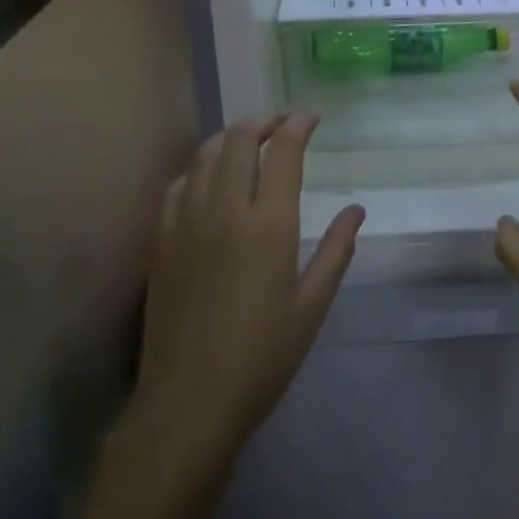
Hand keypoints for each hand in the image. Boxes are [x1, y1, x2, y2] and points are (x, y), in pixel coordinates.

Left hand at [133, 114, 363, 475]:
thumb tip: (356, 210)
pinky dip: (199, 166)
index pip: (283, 151)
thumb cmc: (263, 357)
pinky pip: (179, 183)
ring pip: (205, 154)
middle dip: (264, 120)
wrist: (189, 400)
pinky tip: (209, 176)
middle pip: (239, 139)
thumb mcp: (312, 306)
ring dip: (230, 136)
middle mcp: (225, 209)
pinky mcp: (162, 239)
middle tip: (283, 122)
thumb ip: (336, 250)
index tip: (312, 118)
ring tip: (249, 140)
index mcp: (269, 225)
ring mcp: (187, 221)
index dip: (298, 125)